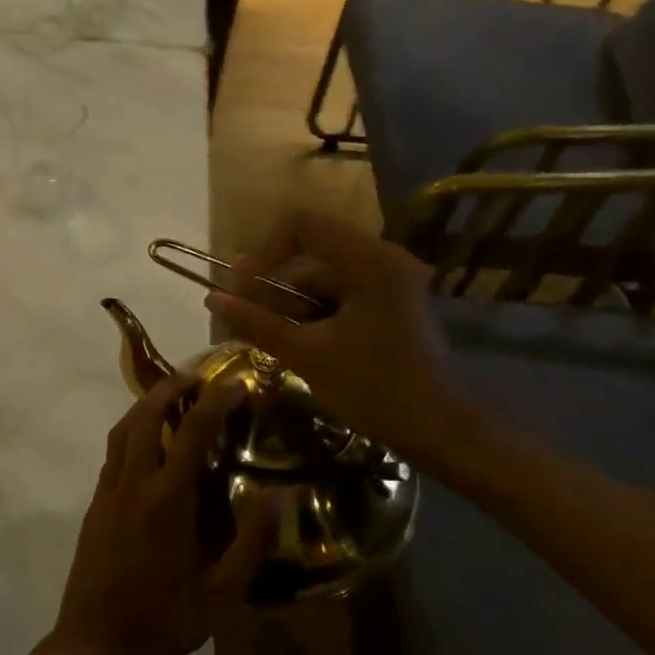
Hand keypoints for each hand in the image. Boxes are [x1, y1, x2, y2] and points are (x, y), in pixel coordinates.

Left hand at [49, 374, 276, 654]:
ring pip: (123, 429)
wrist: (96, 644)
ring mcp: (108, 491)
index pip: (193, 431)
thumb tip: (280, 496)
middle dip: (170, 387)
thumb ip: (253, 543)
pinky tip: (150, 444)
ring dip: (146, 404)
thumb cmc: (165, 621)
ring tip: (172, 397)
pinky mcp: (95, 504)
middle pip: (146, 415)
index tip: (235, 383)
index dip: (215, 401)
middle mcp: (134, 483)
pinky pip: (113, 452)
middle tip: (196, 377)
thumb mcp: (223, 594)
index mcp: (168, 500)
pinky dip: (132, 431)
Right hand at [207, 209, 472, 469]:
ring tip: (273, 339)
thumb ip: (257, 322)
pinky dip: (317, 312)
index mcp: (368, 260)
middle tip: (248, 315)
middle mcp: (383, 258)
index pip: (301, 224)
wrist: (441, 431)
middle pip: (312, 252)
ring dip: (294, 302)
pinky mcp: (394, 300)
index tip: (244, 285)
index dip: (265, 249)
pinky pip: (343, 292)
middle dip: (275, 284)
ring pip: (325, 276)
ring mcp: (392, 279)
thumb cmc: (374, 388)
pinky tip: (303, 344)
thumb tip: (213, 298)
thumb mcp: (306, 355)